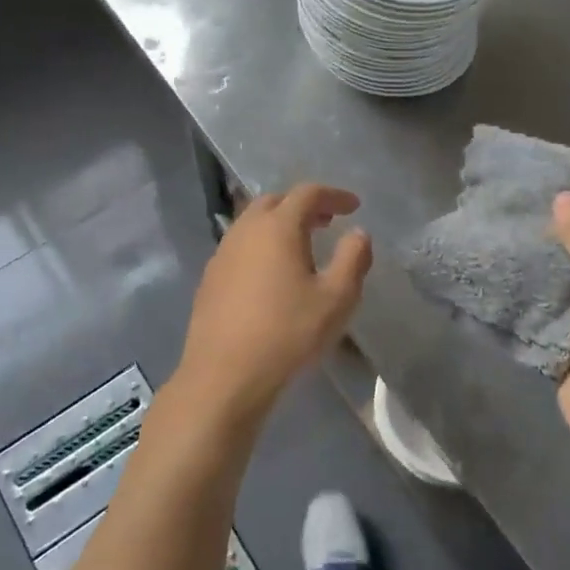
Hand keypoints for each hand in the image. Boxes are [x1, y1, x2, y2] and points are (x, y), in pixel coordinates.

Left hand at [174, 184, 373, 426]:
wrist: (224, 375)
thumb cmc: (287, 333)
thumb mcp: (336, 299)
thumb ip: (353, 259)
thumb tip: (358, 233)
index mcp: (278, 227)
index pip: (307, 194)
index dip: (334, 195)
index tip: (354, 206)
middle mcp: (246, 230)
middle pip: (275, 201)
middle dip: (304, 205)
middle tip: (328, 221)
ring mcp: (222, 253)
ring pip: (253, 223)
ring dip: (280, 224)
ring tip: (302, 246)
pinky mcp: (210, 278)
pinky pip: (240, 246)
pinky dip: (261, 245)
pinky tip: (272, 273)